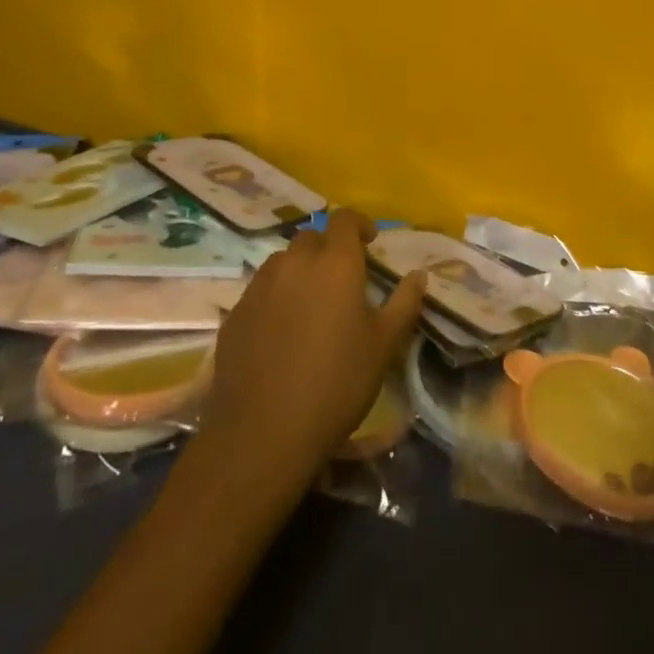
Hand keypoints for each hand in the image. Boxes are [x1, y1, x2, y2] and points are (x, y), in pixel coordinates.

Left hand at [202, 208, 423, 483]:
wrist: (262, 434)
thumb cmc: (336, 384)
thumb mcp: (383, 346)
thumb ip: (404, 303)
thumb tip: (419, 274)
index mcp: (335, 263)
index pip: (344, 218)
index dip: (359, 224)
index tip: (370, 243)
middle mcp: (294, 263)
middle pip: (311, 237)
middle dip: (328, 248)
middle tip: (342, 280)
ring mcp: (259, 287)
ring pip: (282, 262)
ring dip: (299, 270)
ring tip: (310, 304)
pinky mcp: (235, 314)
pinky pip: (260, 290)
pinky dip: (275, 297)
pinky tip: (281, 332)